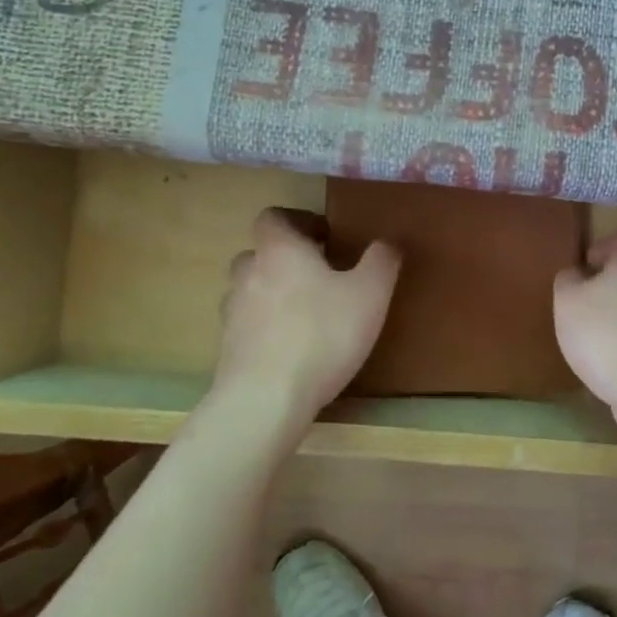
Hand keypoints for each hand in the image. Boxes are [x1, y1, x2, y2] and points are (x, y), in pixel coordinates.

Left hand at [214, 209, 400, 417]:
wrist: (266, 399)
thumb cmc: (322, 335)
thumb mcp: (370, 294)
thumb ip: (381, 261)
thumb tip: (388, 242)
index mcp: (279, 249)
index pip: (274, 217)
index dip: (298, 221)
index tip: (326, 238)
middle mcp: (248, 272)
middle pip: (261, 253)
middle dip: (287, 260)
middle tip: (320, 276)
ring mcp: (231, 312)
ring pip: (251, 290)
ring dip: (274, 294)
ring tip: (306, 314)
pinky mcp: (228, 347)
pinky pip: (248, 326)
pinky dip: (266, 328)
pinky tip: (292, 348)